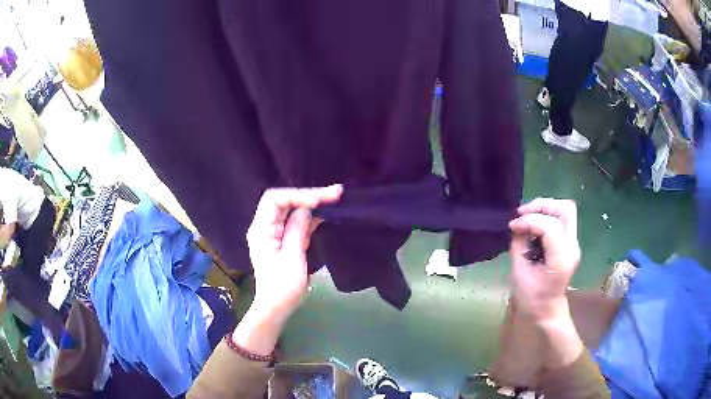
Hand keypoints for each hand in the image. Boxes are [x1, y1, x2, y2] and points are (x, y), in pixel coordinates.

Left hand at [246, 185, 342, 320]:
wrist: (276, 307)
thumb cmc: (282, 287)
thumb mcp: (292, 258)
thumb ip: (298, 230)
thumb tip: (307, 209)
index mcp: (261, 230)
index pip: (275, 199)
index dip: (298, 195)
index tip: (320, 201)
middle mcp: (265, 227)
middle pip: (284, 201)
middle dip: (309, 195)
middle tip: (335, 193)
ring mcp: (274, 233)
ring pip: (292, 210)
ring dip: (312, 204)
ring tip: (335, 199)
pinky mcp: (283, 240)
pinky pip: (296, 222)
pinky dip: (311, 218)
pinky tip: (326, 215)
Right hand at [508, 198, 580, 322]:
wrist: (548, 311)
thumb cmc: (532, 298)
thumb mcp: (519, 273)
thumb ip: (519, 245)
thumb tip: (517, 226)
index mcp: (560, 259)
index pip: (550, 226)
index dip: (530, 220)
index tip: (513, 226)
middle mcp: (572, 247)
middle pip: (565, 209)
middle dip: (542, 205)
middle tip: (523, 213)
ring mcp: (574, 244)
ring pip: (565, 210)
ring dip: (545, 208)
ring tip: (527, 216)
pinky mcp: (570, 242)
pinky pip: (561, 219)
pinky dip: (547, 216)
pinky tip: (533, 225)